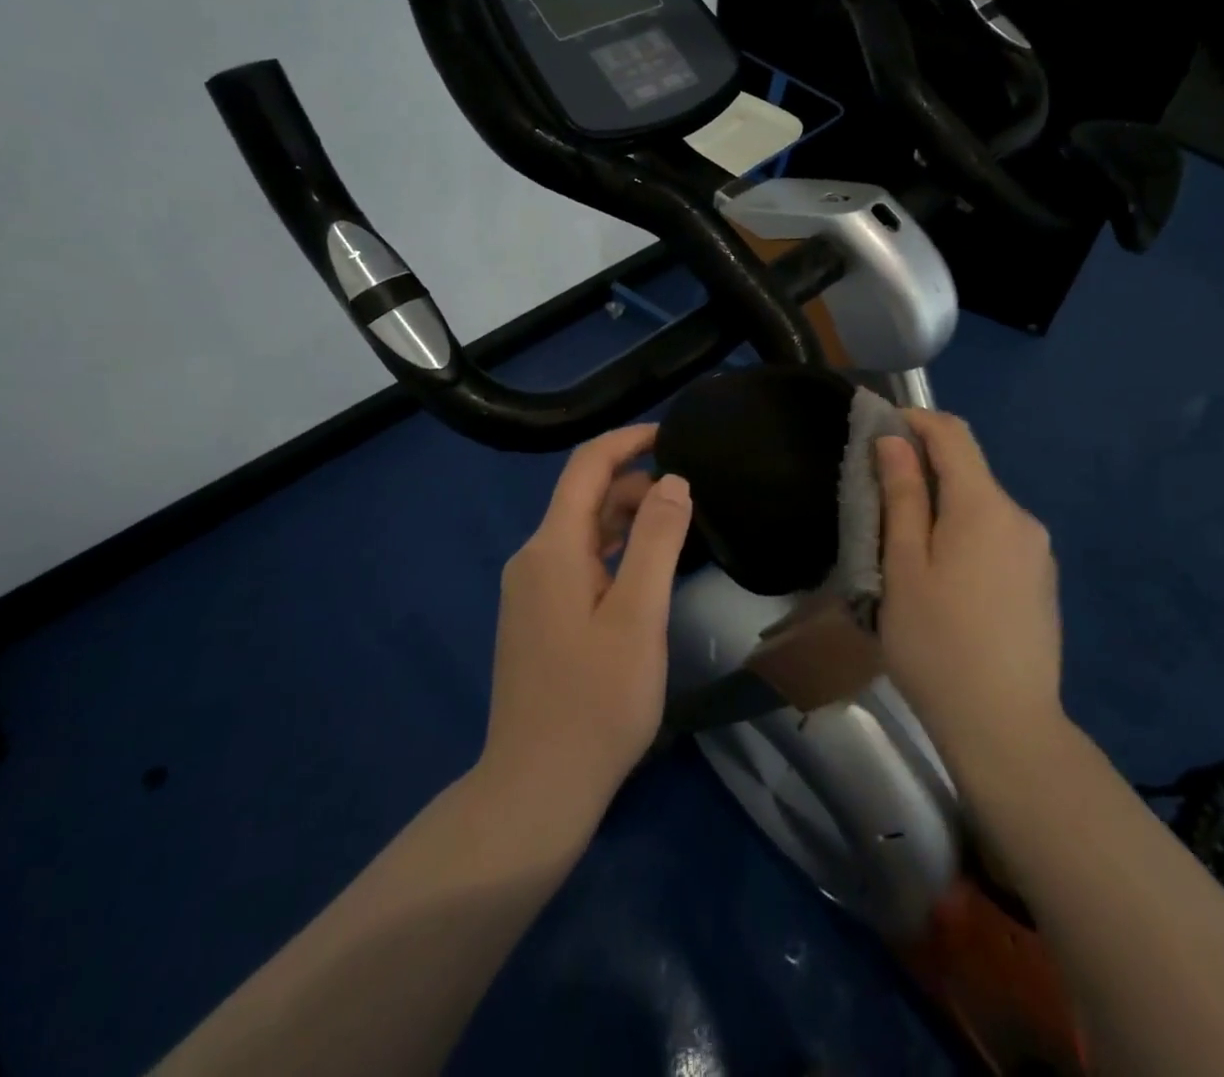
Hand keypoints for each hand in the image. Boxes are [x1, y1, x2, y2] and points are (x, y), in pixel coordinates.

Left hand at [478, 425, 692, 836]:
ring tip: (679, 528)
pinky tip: (646, 573)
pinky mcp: (538, 618)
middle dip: (636, 484)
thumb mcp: (638, 616)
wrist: (537, 788)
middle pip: (585, 498)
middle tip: (693, 496)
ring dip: (628, 520)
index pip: (586, 467)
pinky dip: (615, 552)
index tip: (672, 435)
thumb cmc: (596, 701)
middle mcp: (533, 559)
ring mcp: (531, 591)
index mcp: (552, 548)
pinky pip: (579, 563)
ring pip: (584, 533)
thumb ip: (657, 540)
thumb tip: (672, 479)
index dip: (628, 441)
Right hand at [875, 410, 1065, 774]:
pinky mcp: (1041, 581)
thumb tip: (895, 441)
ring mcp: (1037, 551)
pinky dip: (964, 535)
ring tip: (904, 551)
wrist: (1006, 728)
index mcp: (984, 506)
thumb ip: (902, 496)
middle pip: (968, 470)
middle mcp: (1020, 517)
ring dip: (942, 507)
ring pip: (981, 506)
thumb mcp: (903, 566)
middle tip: (877, 502)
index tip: (877, 428)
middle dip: (922, 470)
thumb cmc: (937, 643)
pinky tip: (944, 582)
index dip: (914, 420)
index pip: (952, 433)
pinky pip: (997, 536)